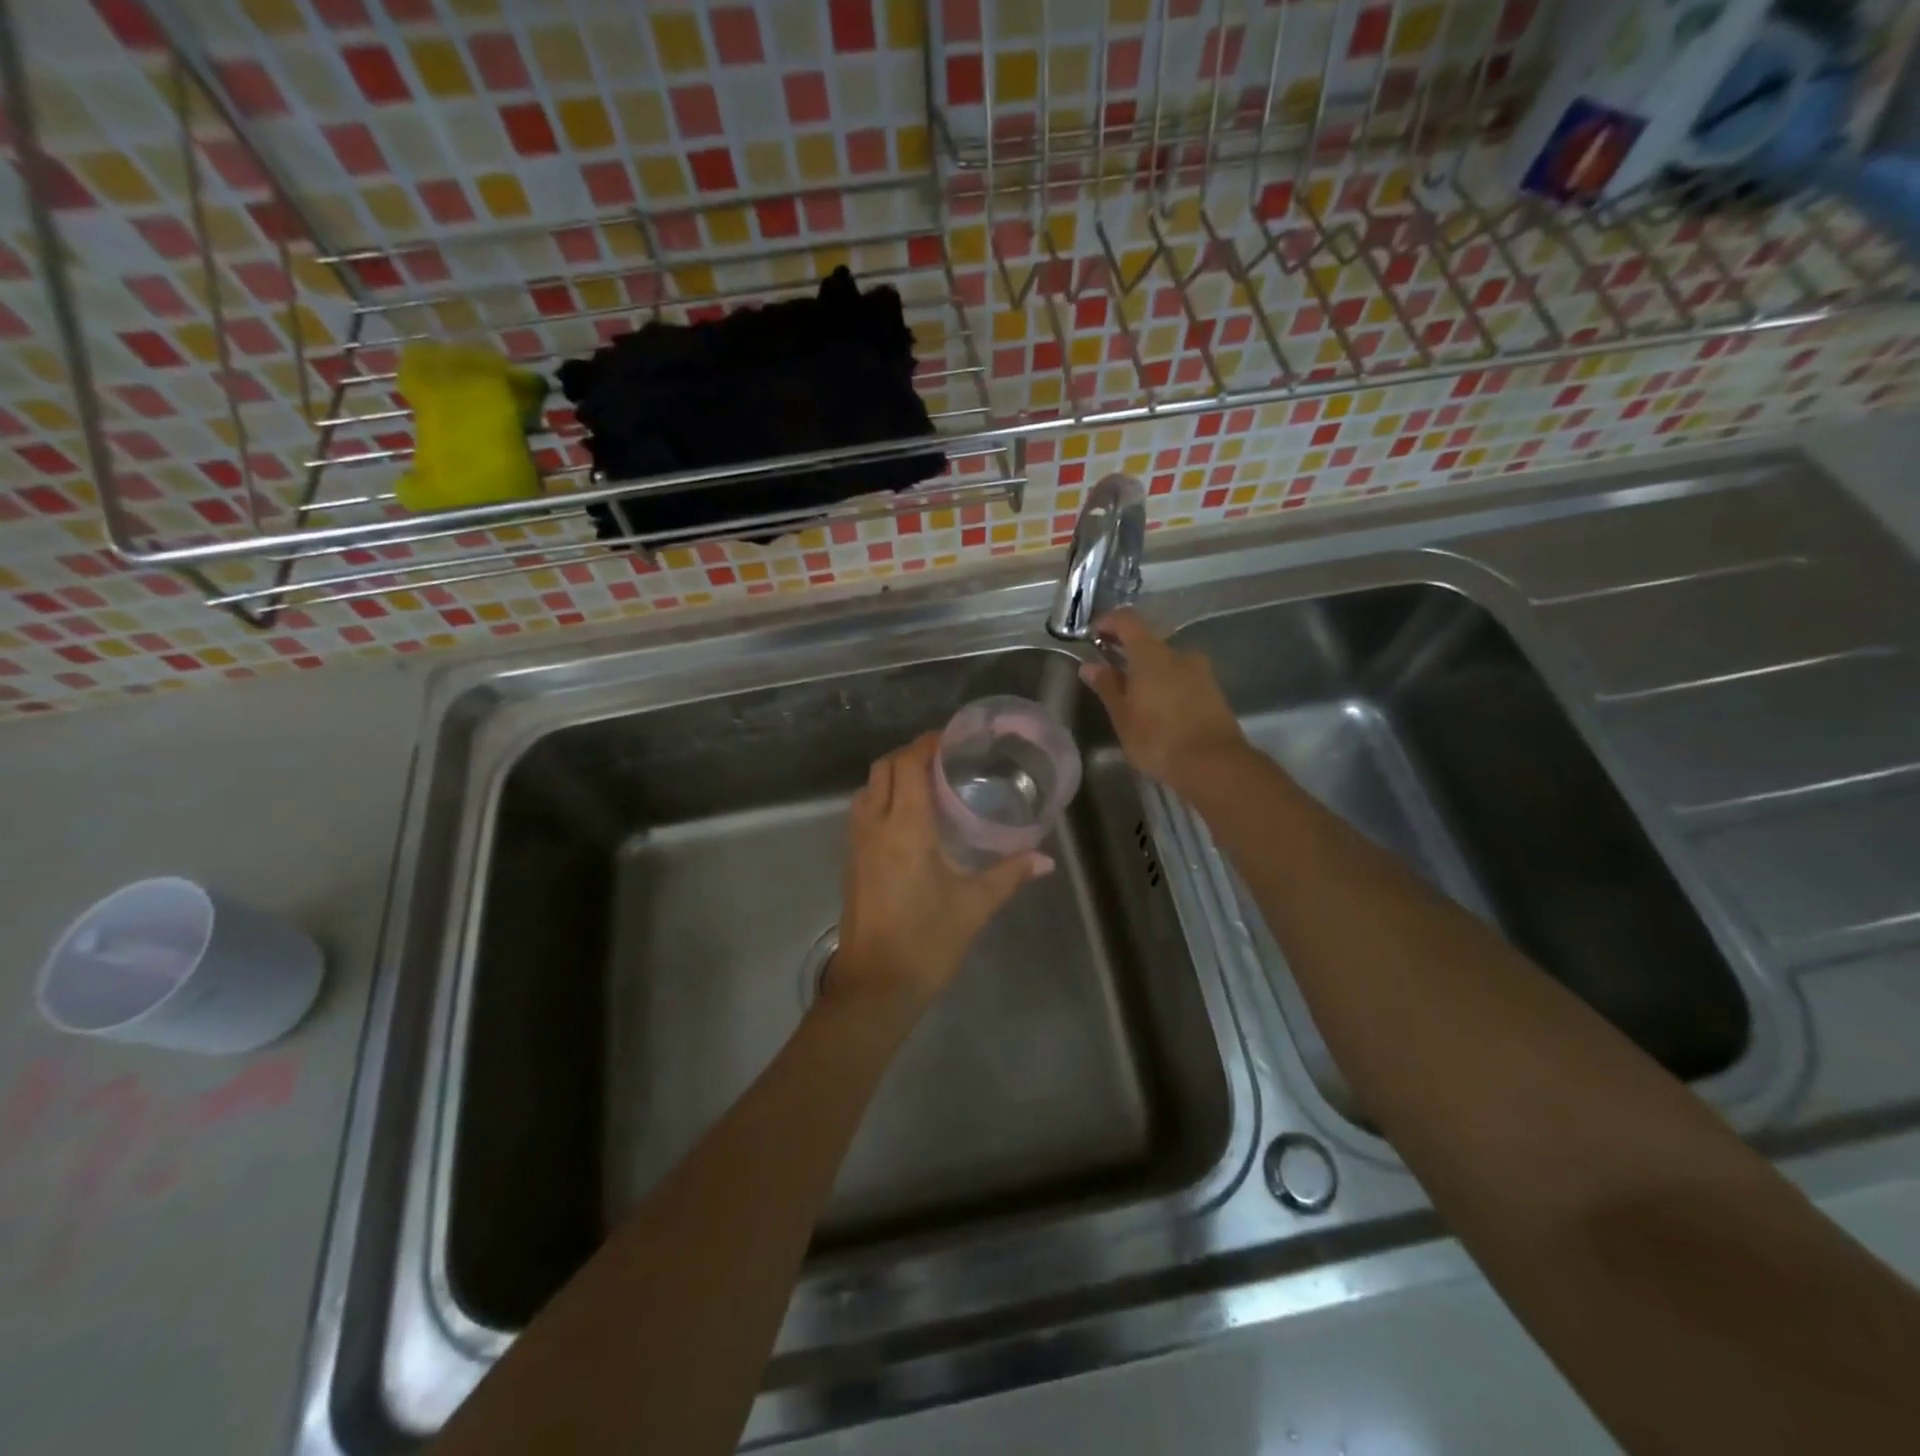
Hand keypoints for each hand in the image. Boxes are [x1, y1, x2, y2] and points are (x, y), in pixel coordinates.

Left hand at [829, 733, 1051, 1018]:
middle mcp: (874, 826)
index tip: (953, 739)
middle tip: (944, 759)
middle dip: (909, 754)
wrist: (875, 987)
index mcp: (904, 828)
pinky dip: (881, 799)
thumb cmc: (926, 941)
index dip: (927, 744)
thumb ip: (1009, 875)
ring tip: (926, 784)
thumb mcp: (973, 906)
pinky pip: (861, 813)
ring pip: (867, 789)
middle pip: (882, 769)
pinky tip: (908, 819)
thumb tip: (1045, 859)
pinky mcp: (850, 862)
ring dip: (891, 776)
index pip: (908, 765)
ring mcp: (856, 844)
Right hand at [1080, 609, 1250, 794]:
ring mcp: (1201, 672)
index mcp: (1152, 654)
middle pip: (1148, 642)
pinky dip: (1166, 685)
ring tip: (1135, 698)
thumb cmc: (1159, 739)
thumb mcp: (1123, 716)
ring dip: (1149, 672)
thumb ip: (1107, 686)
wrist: (1215, 765)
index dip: (1108, 622)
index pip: (1127, 620)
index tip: (1093, 635)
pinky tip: (1159, 710)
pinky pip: (1183, 679)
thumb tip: (1090, 665)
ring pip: (1167, 662)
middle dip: (1127, 652)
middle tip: (1110, 673)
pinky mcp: (1214, 691)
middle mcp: (1179, 654)